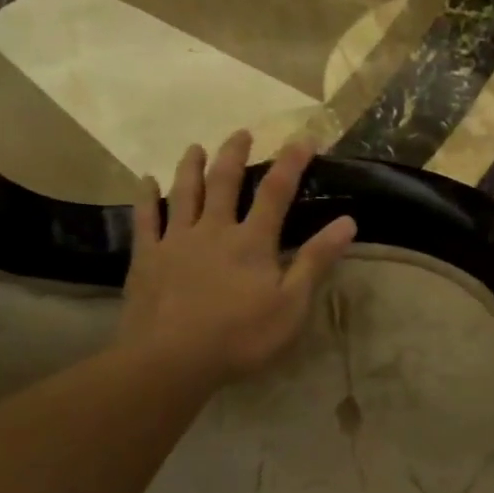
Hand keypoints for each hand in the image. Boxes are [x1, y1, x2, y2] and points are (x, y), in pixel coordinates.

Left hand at [117, 132, 356, 390]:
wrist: (173, 359)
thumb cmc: (241, 337)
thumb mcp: (292, 305)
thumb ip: (316, 262)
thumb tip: (348, 222)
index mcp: (252, 242)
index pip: (276, 192)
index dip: (291, 163)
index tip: (304, 138)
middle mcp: (214, 230)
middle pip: (224, 182)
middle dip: (235, 154)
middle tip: (242, 133)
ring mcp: (176, 241)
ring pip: (184, 192)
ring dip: (191, 166)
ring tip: (195, 146)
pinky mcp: (148, 258)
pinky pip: (145, 218)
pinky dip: (146, 196)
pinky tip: (145, 181)